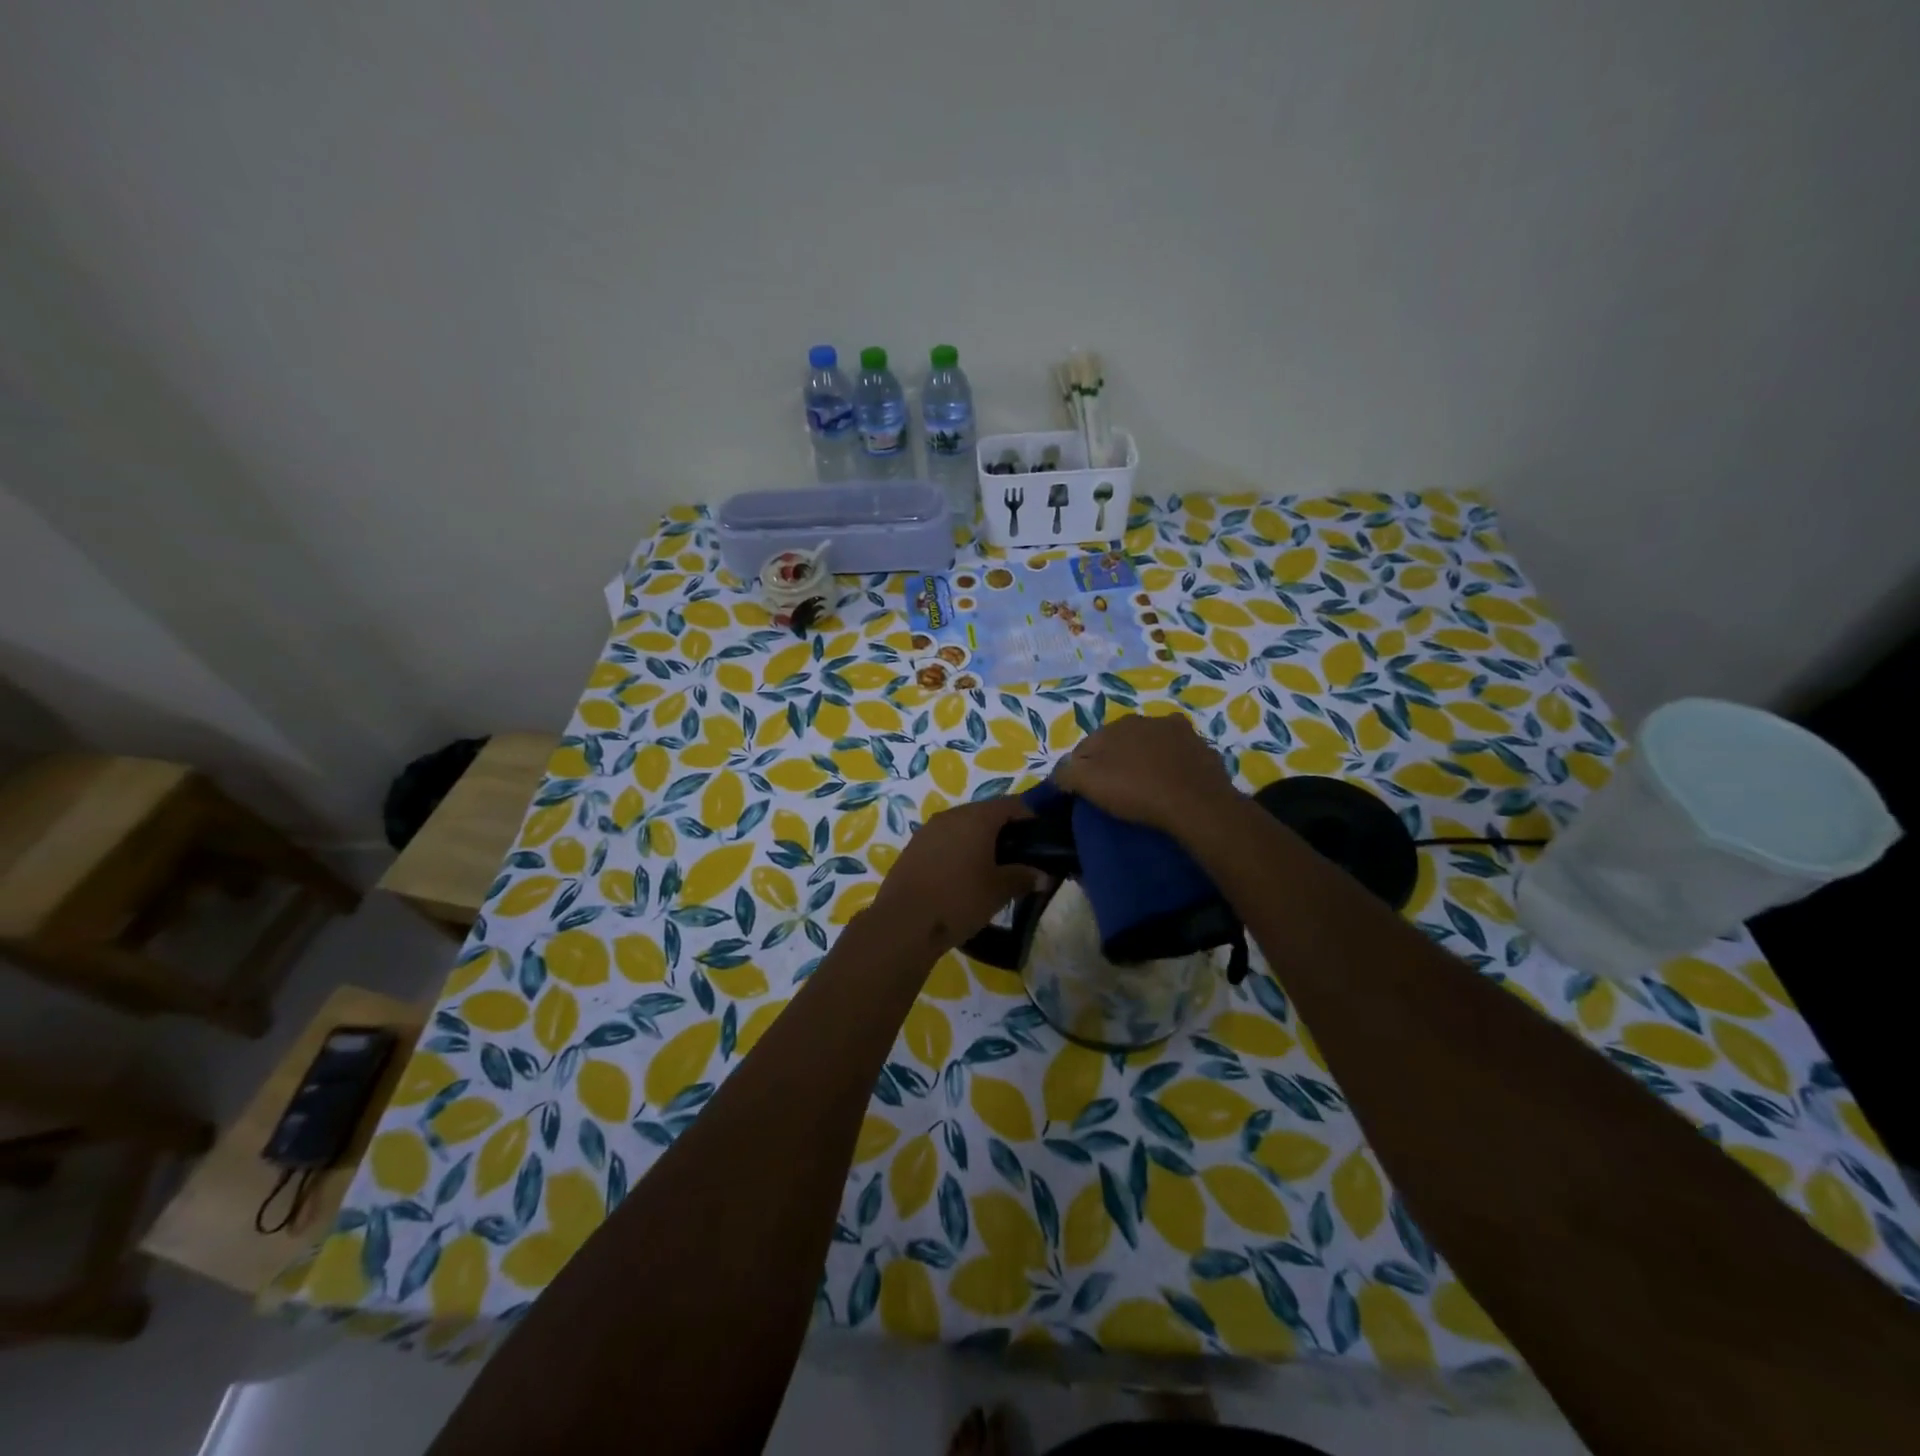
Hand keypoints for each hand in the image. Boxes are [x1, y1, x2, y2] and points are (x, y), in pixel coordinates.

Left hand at [865, 797, 1038, 954]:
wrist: (904, 923)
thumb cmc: (959, 899)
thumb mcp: (999, 891)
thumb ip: (1023, 877)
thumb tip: (1042, 875)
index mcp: (976, 818)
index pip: (1011, 804)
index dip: (1030, 817)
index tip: (1041, 838)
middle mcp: (951, 815)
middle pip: (985, 814)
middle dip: (1004, 831)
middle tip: (1019, 857)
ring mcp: (928, 830)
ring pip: (963, 827)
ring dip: (979, 842)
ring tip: (992, 869)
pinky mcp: (913, 848)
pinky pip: (944, 841)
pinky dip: (958, 851)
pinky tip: (963, 876)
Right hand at [1052, 712, 1241, 836]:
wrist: (1196, 803)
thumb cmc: (1136, 791)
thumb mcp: (1088, 784)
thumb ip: (1066, 773)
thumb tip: (1060, 771)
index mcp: (1114, 725)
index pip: (1086, 746)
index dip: (1081, 769)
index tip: (1085, 791)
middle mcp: (1145, 719)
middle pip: (1119, 742)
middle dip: (1114, 760)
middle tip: (1116, 790)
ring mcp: (1177, 730)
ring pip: (1150, 744)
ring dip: (1145, 759)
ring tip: (1146, 788)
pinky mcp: (1202, 747)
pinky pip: (1179, 754)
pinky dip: (1173, 764)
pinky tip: (1173, 783)